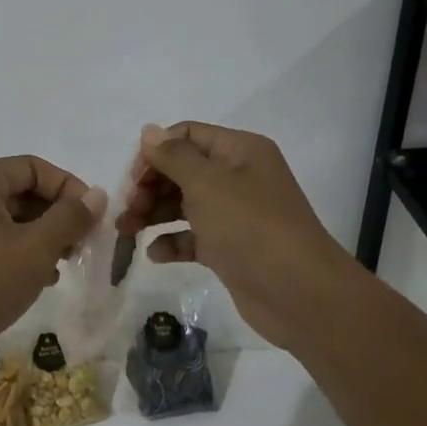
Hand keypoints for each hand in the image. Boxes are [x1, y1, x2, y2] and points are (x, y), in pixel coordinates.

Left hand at [0, 156, 105, 373]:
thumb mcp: (33, 250)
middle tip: (81, 249)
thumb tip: (98, 194)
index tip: (94, 222)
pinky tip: (38, 281)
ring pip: (10, 218)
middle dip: (57, 217)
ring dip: (41, 238)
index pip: (36, 168)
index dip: (70, 190)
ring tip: (63, 267)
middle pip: (22, 191)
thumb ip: (69, 218)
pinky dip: (19, 253)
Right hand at [118, 121, 358, 353]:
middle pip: (182, 169)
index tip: (132, 178)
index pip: (187, 135)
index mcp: (239, 150)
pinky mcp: (231, 248)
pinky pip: (194, 236)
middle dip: (150, 186)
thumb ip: (173, 156)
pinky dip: (173, 241)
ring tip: (126, 231)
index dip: (156, 151)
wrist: (300, 294)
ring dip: (153, 213)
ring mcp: (235, 214)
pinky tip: (155, 254)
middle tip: (127, 209)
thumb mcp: (206, 183)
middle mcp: (238, 176)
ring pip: (184, 203)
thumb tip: (149, 131)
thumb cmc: (250, 226)